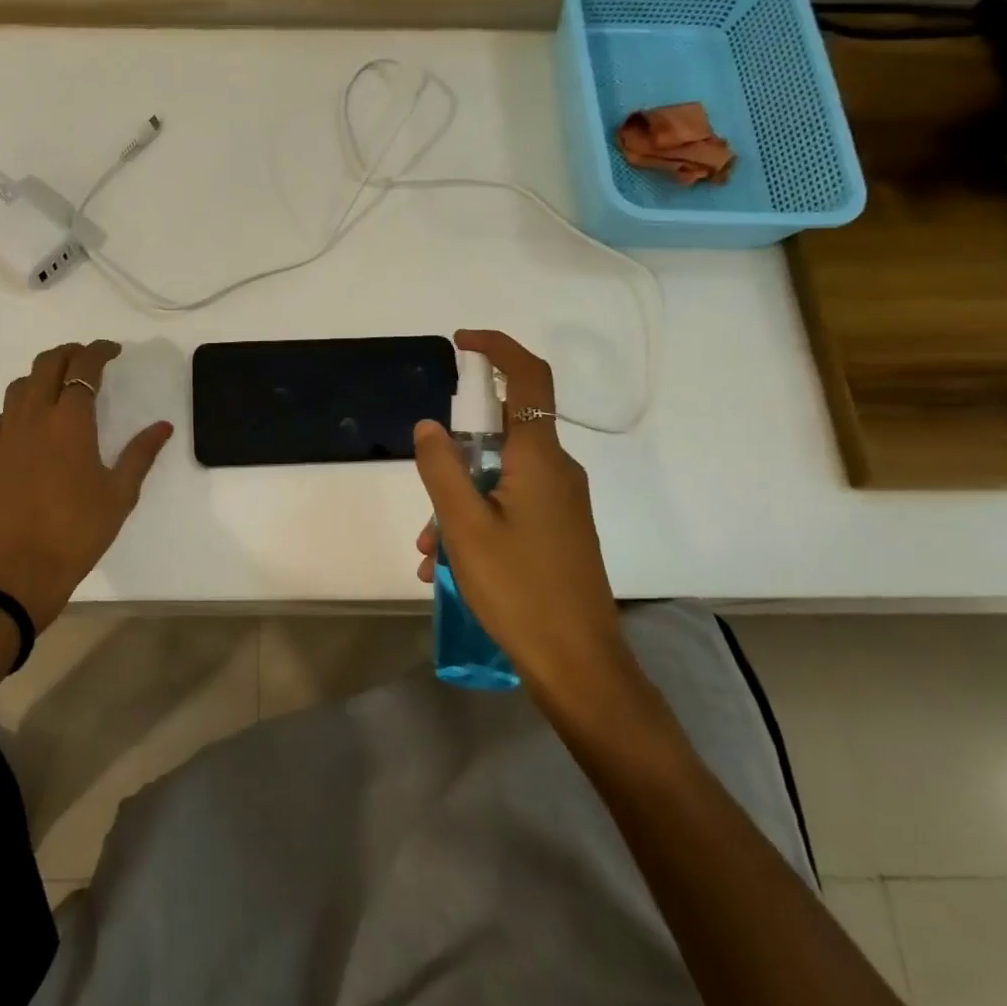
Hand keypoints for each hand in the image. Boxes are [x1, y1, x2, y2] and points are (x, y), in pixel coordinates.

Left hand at [0, 340, 172, 630]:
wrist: (20, 570)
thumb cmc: (78, 531)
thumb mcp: (120, 493)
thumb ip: (141, 454)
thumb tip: (163, 426)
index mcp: (70, 422)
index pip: (84, 368)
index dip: (99, 351)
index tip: (114, 350)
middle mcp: (34, 418)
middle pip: (46, 364)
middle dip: (69, 353)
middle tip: (88, 360)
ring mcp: (5, 436)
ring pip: (19, 386)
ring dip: (41, 376)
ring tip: (58, 387)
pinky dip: (15, 410)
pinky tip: (26, 426)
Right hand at [412, 330, 633, 705]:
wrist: (579, 663)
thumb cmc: (519, 588)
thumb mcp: (464, 526)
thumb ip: (441, 468)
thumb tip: (429, 426)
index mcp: (540, 458)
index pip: (528, 378)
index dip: (498, 349)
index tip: (460, 342)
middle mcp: (556, 471)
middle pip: (501, 436)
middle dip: (454, 460)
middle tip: (427, 506)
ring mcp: (560, 503)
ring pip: (498, 479)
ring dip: (457, 504)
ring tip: (430, 554)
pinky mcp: (559, 530)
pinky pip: (509, 506)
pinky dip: (476, 522)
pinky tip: (448, 567)